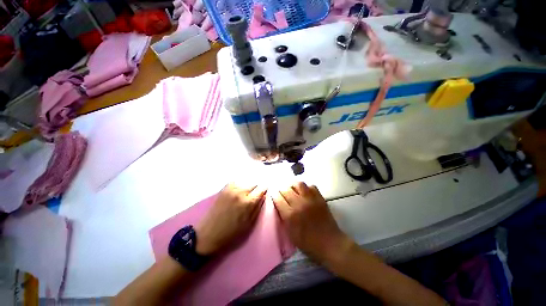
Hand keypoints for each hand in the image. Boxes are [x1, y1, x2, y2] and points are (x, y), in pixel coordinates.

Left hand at [195, 183, 266, 255]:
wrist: (209, 233)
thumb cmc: (231, 233)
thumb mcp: (249, 224)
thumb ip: (257, 209)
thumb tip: (263, 197)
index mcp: (248, 202)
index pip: (261, 189)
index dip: (265, 190)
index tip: (266, 192)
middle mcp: (239, 192)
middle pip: (253, 183)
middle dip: (257, 187)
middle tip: (258, 194)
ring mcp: (229, 189)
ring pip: (244, 181)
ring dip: (248, 185)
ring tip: (248, 193)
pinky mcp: (222, 190)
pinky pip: (234, 183)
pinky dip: (239, 185)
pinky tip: (239, 192)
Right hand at [272, 182, 354, 263]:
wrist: (328, 242)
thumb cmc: (308, 243)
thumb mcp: (290, 234)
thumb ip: (284, 220)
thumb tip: (280, 209)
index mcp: (290, 215)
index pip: (277, 198)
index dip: (273, 196)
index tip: (272, 197)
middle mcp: (300, 204)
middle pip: (286, 189)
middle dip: (281, 191)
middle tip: (281, 194)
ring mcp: (312, 200)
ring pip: (299, 184)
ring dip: (293, 187)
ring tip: (292, 192)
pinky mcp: (321, 199)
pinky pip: (312, 187)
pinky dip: (306, 188)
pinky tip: (305, 194)